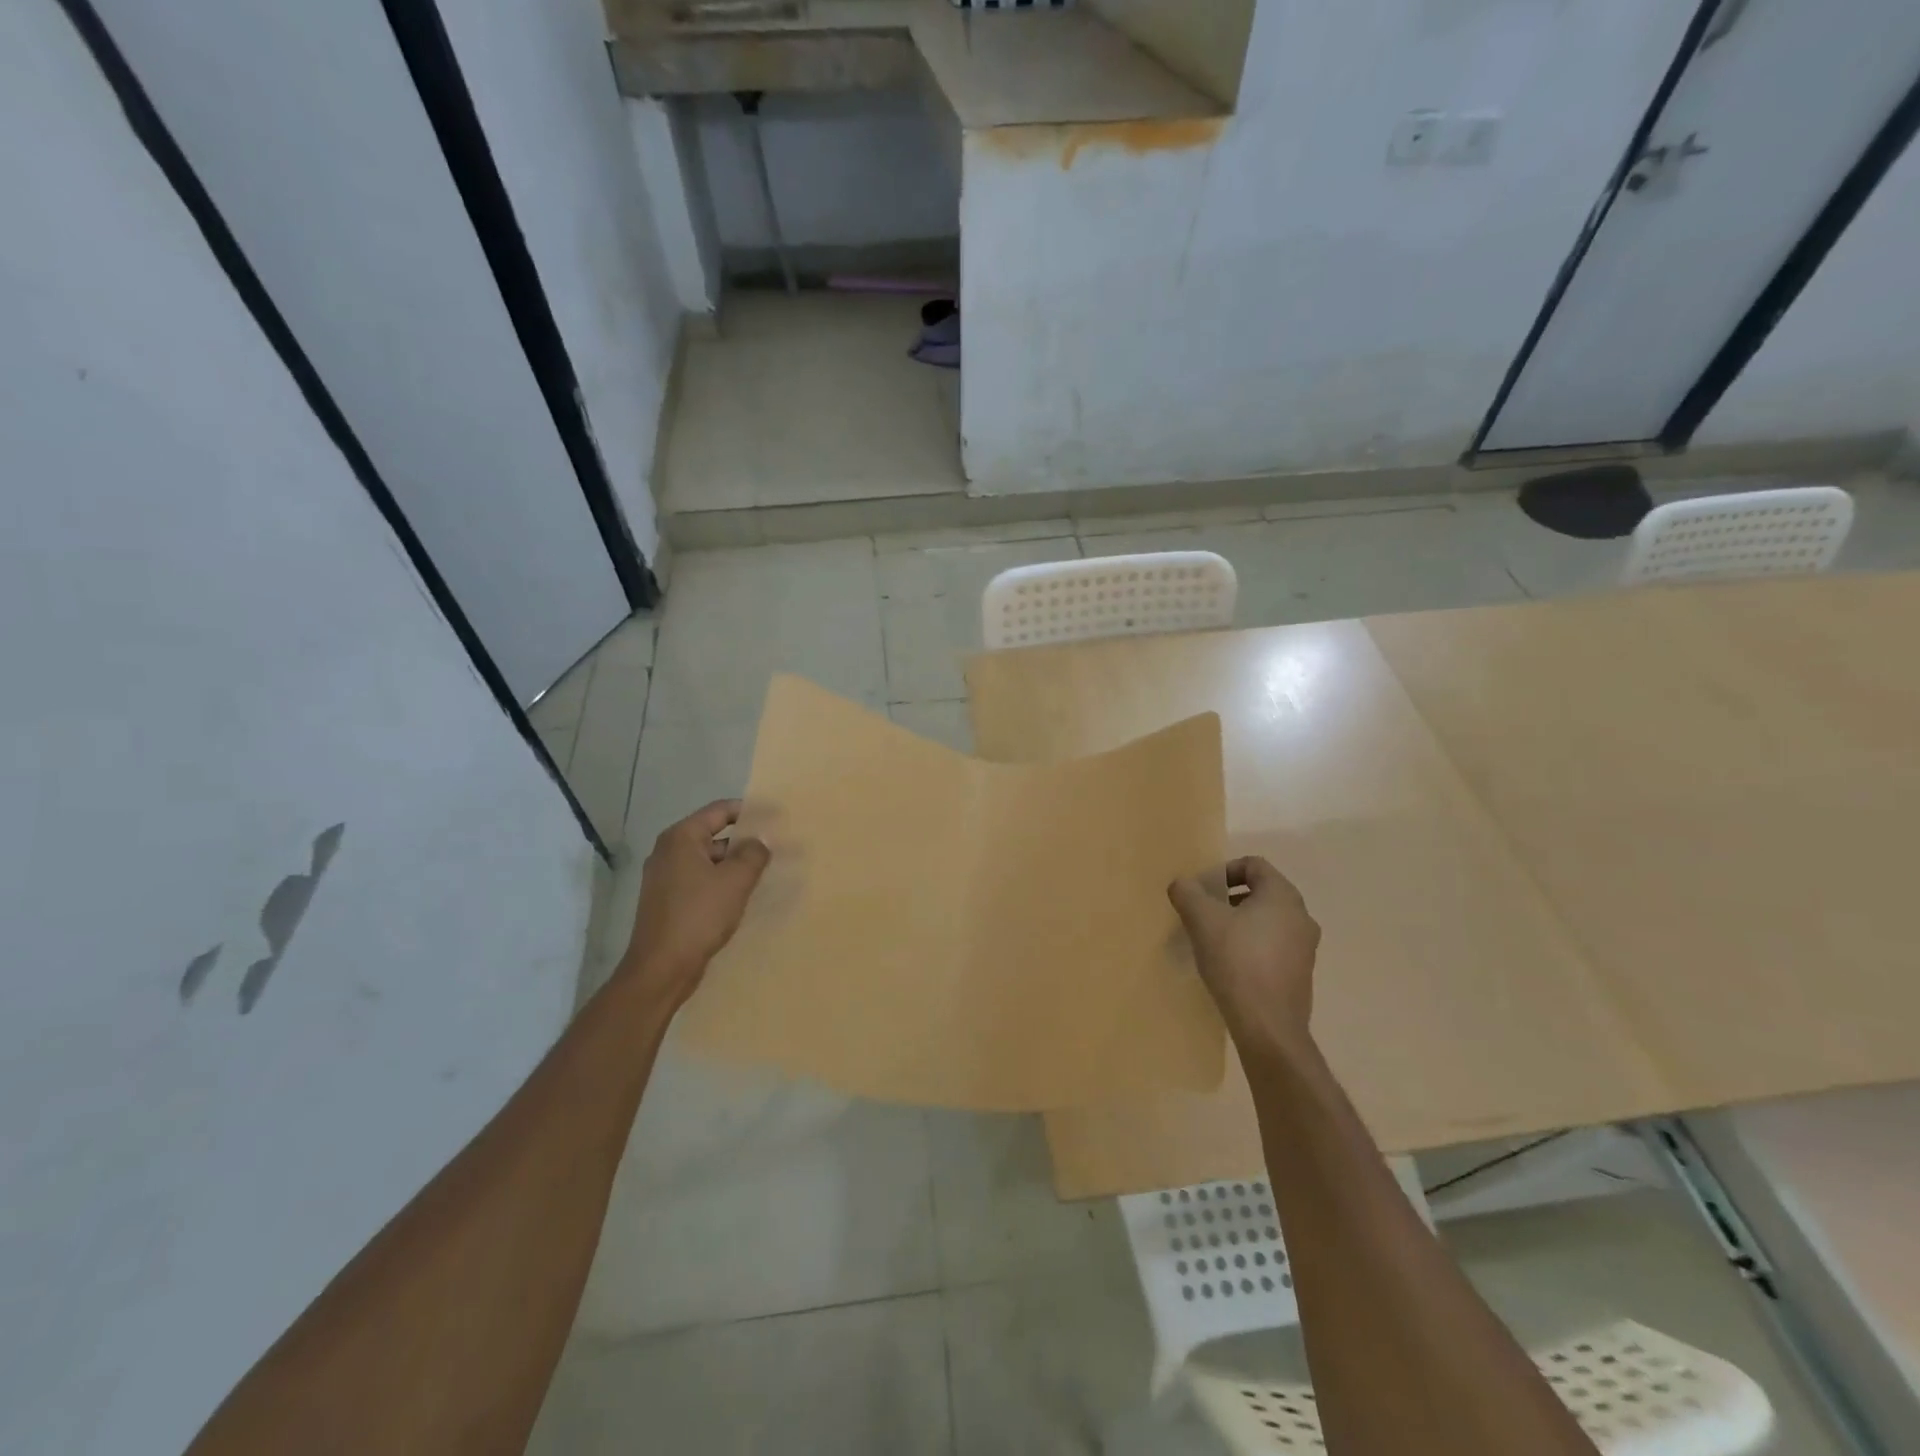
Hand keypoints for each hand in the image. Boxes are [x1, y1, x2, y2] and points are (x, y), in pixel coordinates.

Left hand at [619, 800, 769, 1011]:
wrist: (661, 969)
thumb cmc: (699, 916)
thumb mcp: (735, 881)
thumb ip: (753, 854)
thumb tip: (759, 841)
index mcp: (681, 838)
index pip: (720, 811)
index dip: (750, 811)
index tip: (776, 818)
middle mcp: (668, 851)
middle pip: (713, 834)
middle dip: (744, 841)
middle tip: (775, 848)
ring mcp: (664, 877)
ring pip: (708, 860)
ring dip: (734, 865)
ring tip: (763, 873)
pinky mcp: (667, 900)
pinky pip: (700, 880)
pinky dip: (720, 882)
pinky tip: (740, 896)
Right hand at [1169, 856, 1320, 1052]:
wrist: (1268, 1026)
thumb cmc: (1237, 961)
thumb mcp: (1202, 920)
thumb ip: (1187, 893)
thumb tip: (1181, 884)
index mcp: (1283, 896)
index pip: (1253, 865)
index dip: (1224, 871)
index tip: (1202, 892)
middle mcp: (1301, 916)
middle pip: (1261, 892)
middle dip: (1229, 898)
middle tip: (1203, 914)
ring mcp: (1305, 947)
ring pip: (1267, 920)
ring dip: (1239, 922)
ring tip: (1213, 940)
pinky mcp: (1300, 973)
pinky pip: (1273, 945)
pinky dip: (1251, 945)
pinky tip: (1230, 965)